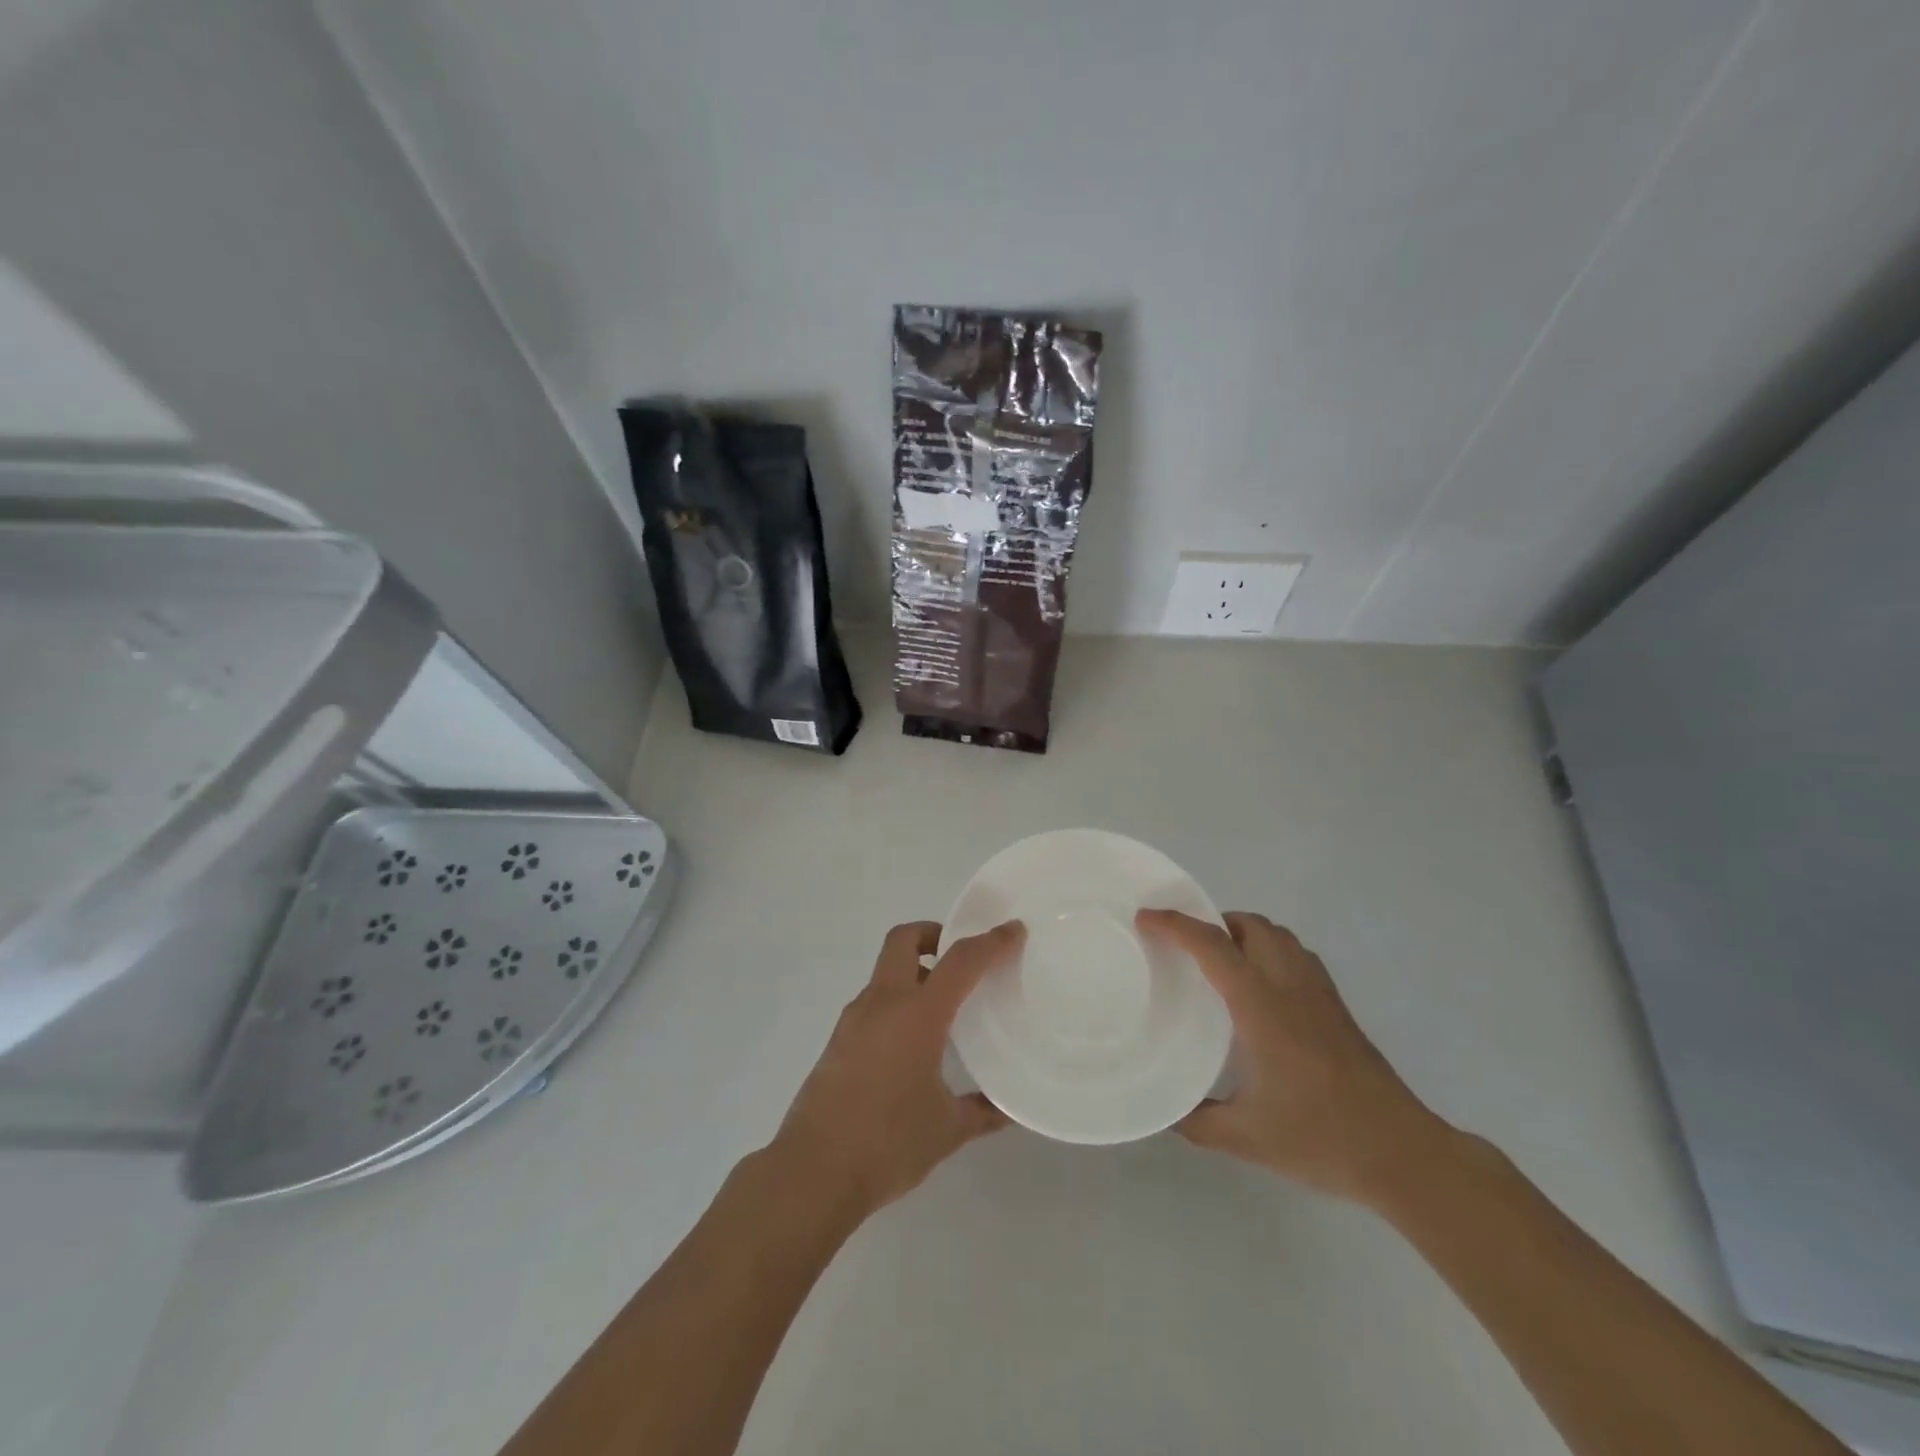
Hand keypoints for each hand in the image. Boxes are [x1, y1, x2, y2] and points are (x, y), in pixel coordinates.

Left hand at [768, 921, 1021, 1221]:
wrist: (812, 1173)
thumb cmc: (887, 1144)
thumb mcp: (946, 1130)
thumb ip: (981, 1113)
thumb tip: (1008, 1110)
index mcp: (917, 1015)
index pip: (959, 962)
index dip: (990, 942)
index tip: (1013, 931)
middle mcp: (882, 1004)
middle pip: (903, 940)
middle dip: (932, 935)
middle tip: (960, 957)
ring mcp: (854, 1020)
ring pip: (885, 972)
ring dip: (914, 972)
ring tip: (943, 1006)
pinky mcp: (838, 1040)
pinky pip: (873, 1002)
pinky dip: (897, 1002)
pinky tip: (912, 1042)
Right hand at [1137, 909, 1445, 1207]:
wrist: (1404, 1154)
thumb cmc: (1322, 1138)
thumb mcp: (1247, 1138)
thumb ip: (1198, 1122)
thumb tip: (1166, 1112)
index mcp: (1262, 1006)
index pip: (1213, 946)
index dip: (1175, 925)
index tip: (1145, 918)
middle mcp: (1290, 986)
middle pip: (1251, 925)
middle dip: (1212, 921)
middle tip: (1184, 945)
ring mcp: (1320, 993)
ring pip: (1278, 935)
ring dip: (1244, 933)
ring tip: (1218, 961)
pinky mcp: (1337, 1007)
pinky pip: (1297, 955)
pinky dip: (1270, 950)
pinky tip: (1261, 988)